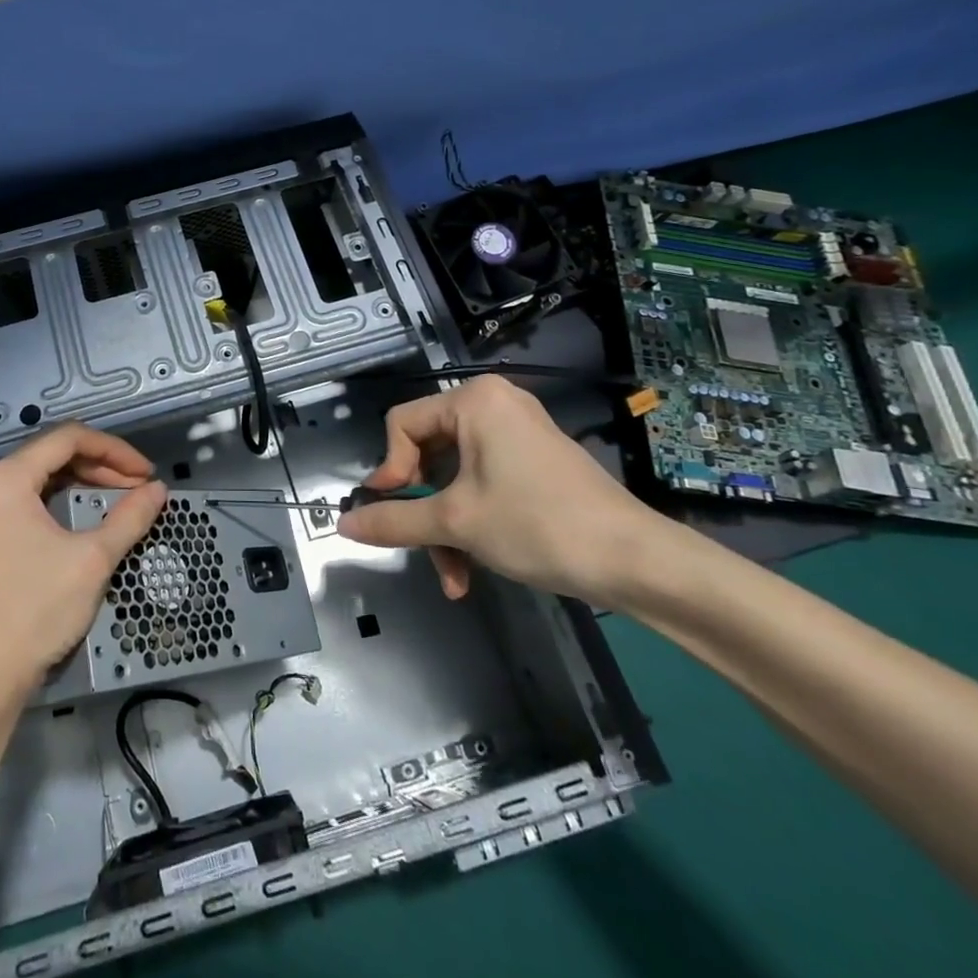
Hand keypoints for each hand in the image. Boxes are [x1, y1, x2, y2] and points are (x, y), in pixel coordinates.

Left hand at [0, 424, 167, 696]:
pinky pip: (24, 499)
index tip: (147, 473)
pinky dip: (58, 500)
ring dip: (81, 482)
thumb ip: (129, 517)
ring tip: (119, 498)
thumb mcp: (92, 560)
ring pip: (39, 476)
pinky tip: (84, 514)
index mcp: (6, 478)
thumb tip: (158, 491)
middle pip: (52, 454)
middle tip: (138, 487)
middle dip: (101, 466)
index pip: (69, 439)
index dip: (115, 450)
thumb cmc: (35, 611)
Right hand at [338, 375, 661, 608]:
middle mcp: (493, 406)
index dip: (390, 471)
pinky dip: (472, 522)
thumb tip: (342, 525)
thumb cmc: (537, 524)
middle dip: (423, 510)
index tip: (392, 512)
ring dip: (446, 528)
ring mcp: (516, 434)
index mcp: (473, 400)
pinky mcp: (533, 463)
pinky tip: (472, 570)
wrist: (636, 561)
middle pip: (428, 454)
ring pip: (454, 478)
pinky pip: (482, 484)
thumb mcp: (456, 523)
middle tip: (422, 550)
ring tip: (453, 577)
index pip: (402, 425)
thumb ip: (393, 520)